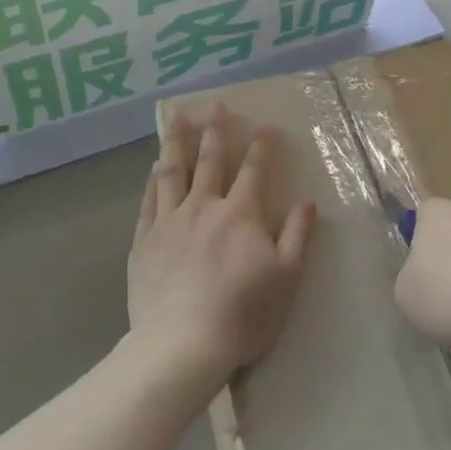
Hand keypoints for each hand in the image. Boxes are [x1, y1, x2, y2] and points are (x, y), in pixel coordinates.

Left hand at [128, 105, 315, 391]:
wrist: (183, 344)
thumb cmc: (243, 312)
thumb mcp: (287, 277)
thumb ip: (297, 235)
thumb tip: (307, 201)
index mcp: (241, 214)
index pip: (254, 171)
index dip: (262, 146)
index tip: (266, 126)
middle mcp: (204, 207)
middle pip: (210, 161)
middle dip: (216, 131)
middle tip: (217, 105)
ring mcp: (169, 222)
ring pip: (173, 172)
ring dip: (176, 142)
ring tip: (176, 118)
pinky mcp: (144, 242)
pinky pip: (149, 201)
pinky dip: (153, 180)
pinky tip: (154, 167)